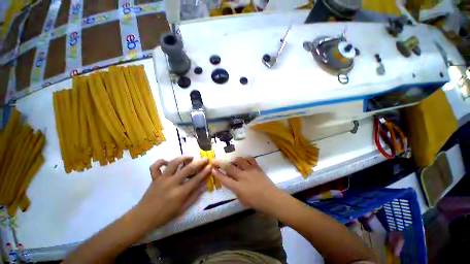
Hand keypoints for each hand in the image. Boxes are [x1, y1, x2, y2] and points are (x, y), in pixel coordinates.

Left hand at [135, 156, 210, 228]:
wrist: (143, 218)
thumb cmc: (164, 215)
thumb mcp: (182, 209)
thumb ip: (194, 196)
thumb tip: (204, 185)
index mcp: (180, 193)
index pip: (196, 179)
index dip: (205, 172)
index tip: (211, 166)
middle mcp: (172, 183)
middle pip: (188, 168)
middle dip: (199, 162)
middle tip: (205, 159)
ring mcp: (162, 179)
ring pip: (173, 163)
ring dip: (183, 158)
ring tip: (190, 157)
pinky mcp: (154, 178)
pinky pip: (156, 166)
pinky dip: (161, 161)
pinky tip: (167, 161)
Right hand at [212, 157, 282, 212]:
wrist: (271, 198)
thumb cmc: (256, 202)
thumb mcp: (242, 199)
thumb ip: (235, 189)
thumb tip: (231, 180)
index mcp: (238, 187)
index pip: (224, 179)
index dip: (217, 174)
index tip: (212, 169)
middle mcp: (242, 177)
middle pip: (229, 168)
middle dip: (220, 163)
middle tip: (215, 160)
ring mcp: (250, 171)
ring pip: (239, 160)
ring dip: (234, 160)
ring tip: (233, 161)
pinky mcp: (257, 167)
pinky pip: (250, 159)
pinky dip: (245, 158)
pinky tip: (244, 160)